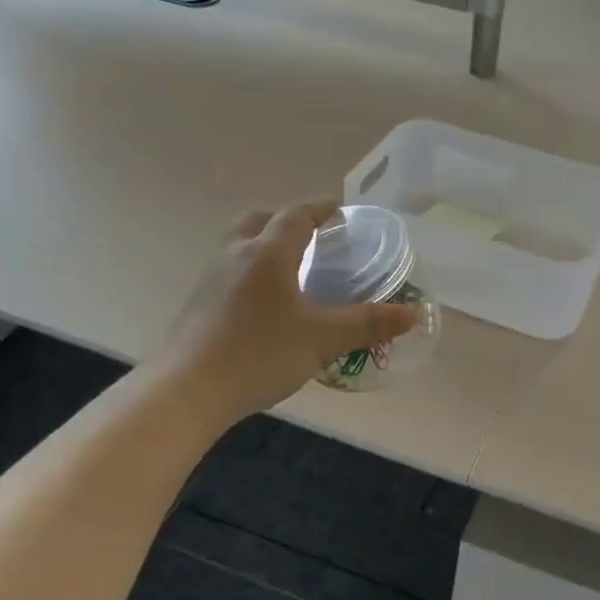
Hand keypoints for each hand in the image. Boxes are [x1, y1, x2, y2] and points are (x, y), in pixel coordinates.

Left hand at [164, 199, 416, 419]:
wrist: (188, 390)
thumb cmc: (259, 354)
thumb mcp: (322, 339)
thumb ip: (367, 324)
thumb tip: (411, 314)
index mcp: (268, 254)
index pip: (297, 216)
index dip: (321, 208)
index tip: (340, 209)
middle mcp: (236, 255)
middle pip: (260, 221)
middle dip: (287, 221)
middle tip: (312, 237)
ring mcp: (211, 278)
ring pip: (240, 245)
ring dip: (264, 245)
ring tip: (290, 269)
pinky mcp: (198, 303)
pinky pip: (229, 271)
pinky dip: (250, 271)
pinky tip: (264, 304)